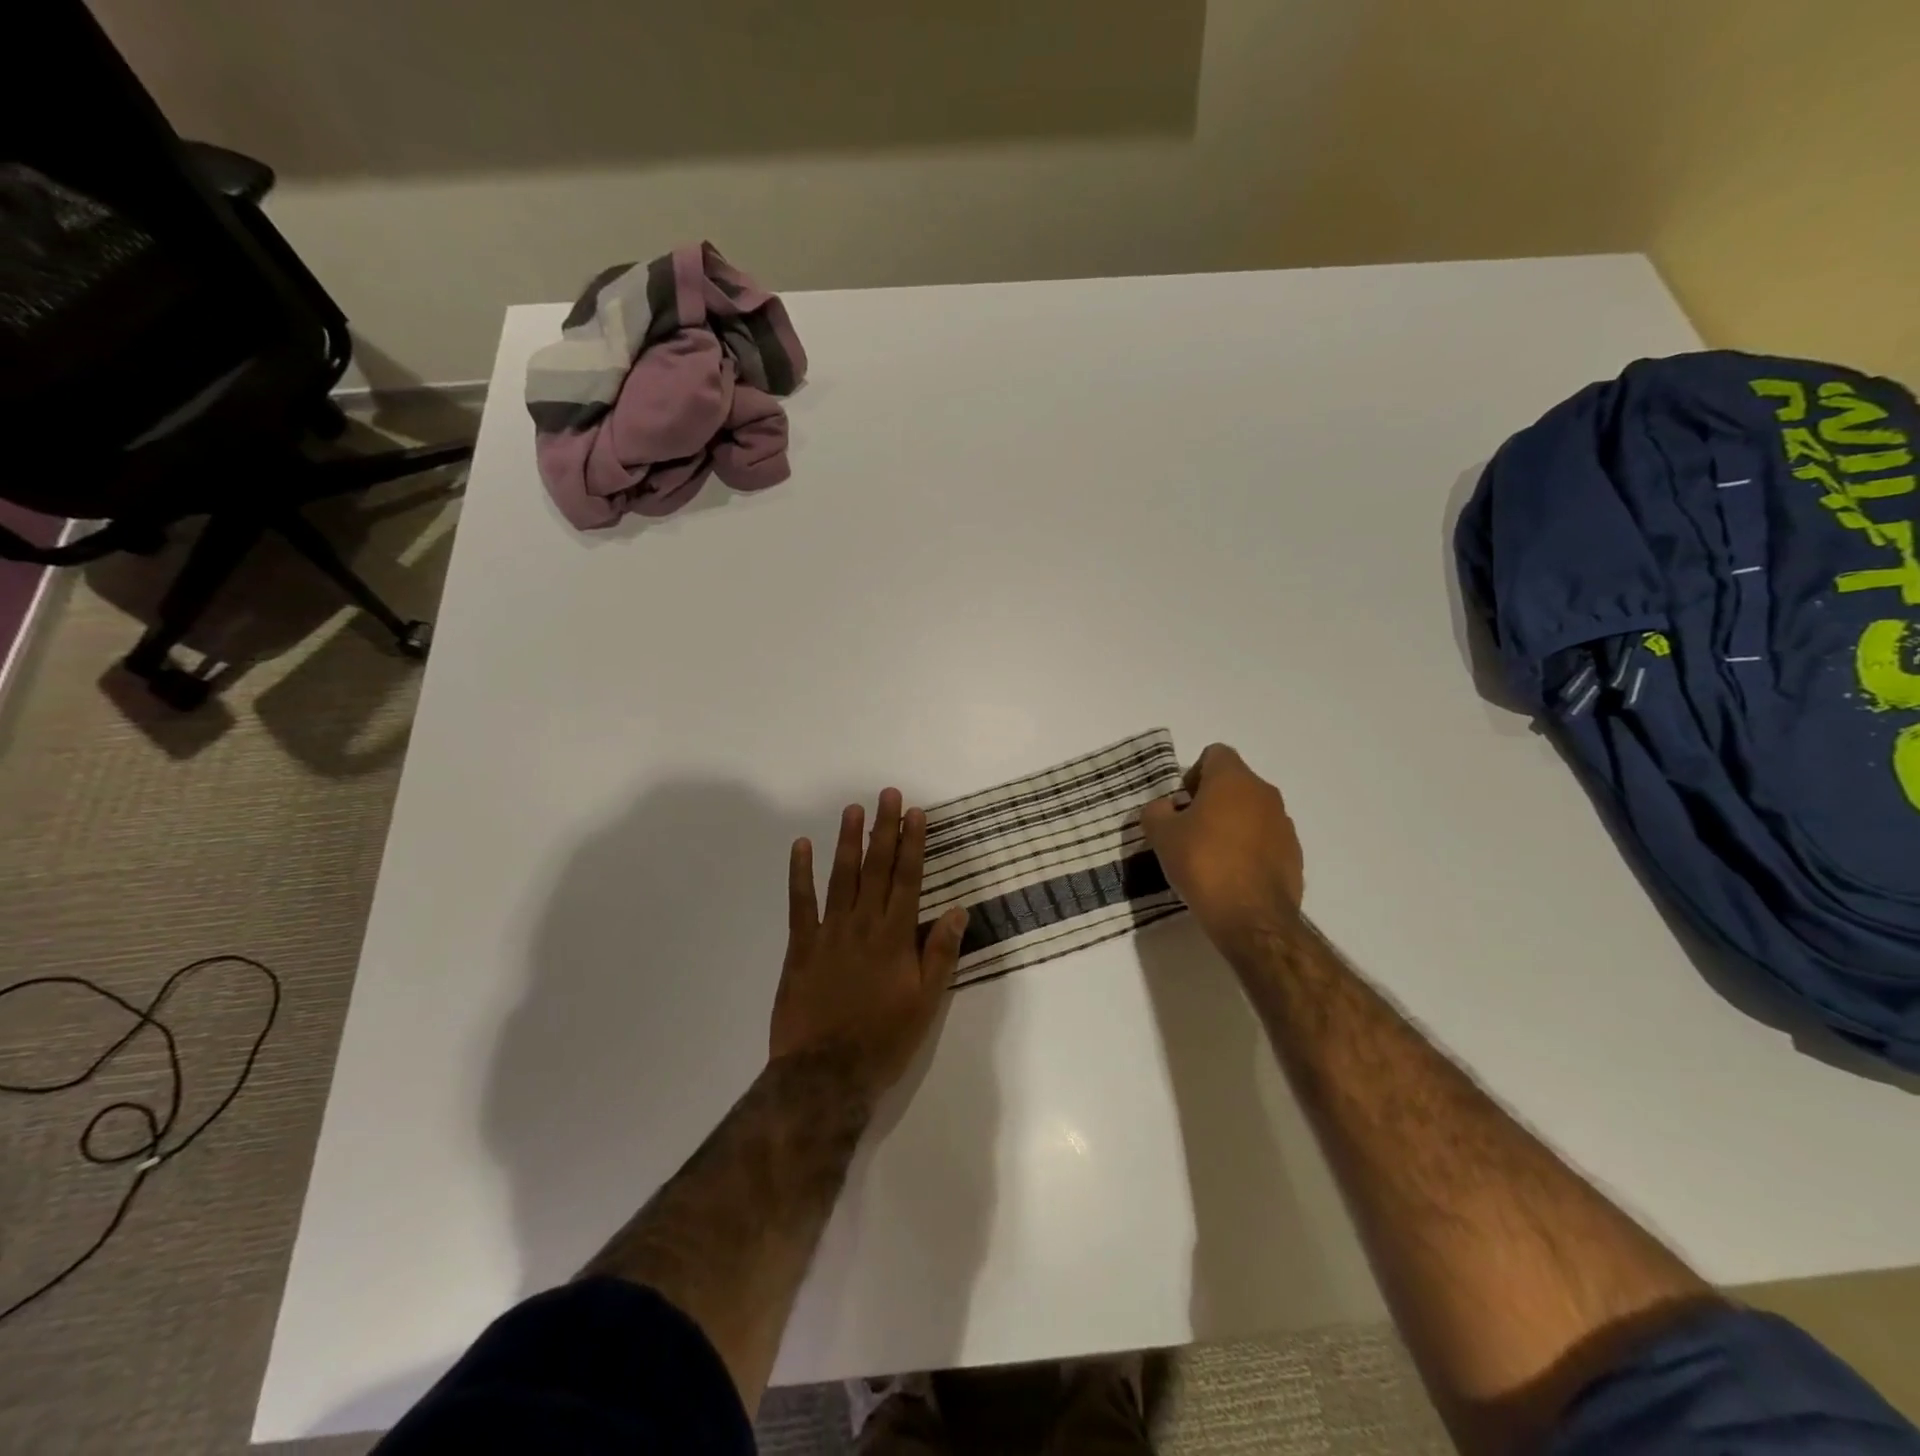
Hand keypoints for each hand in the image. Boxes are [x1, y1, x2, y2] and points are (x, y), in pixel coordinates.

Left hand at [770, 789, 969, 1102]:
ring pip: (841, 876)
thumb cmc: (883, 1039)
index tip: (915, 812)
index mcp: (895, 937)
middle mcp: (864, 925)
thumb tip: (957, 909)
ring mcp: (829, 932)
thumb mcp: (925, 1002)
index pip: (908, 879)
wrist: (825, 1073)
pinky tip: (801, 846)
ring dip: (848, 841)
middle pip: (877, 868)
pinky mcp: (801, 946)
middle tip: (887, 794)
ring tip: (853, 809)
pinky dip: (800, 873)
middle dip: (884, 829)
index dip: (913, 843)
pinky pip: (800, 902)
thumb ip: (940, 953)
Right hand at [1141, 744, 1303, 949]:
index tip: (1181, 804)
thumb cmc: (1203, 864)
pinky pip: (1266, 839)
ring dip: (1232, 824)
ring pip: (1251, 811)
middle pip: (1234, 783)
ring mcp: (1284, 824)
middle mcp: (1264, 793)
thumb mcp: (1161, 835)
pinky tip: (1232, 875)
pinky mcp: (1294, 854)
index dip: (1193, 773)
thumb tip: (1165, 808)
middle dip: (1211, 800)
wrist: (1251, 918)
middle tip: (1190, 830)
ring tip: (1211, 856)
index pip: (1215, 754)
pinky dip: (1249, 848)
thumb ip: (1156, 811)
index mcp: (1233, 780)